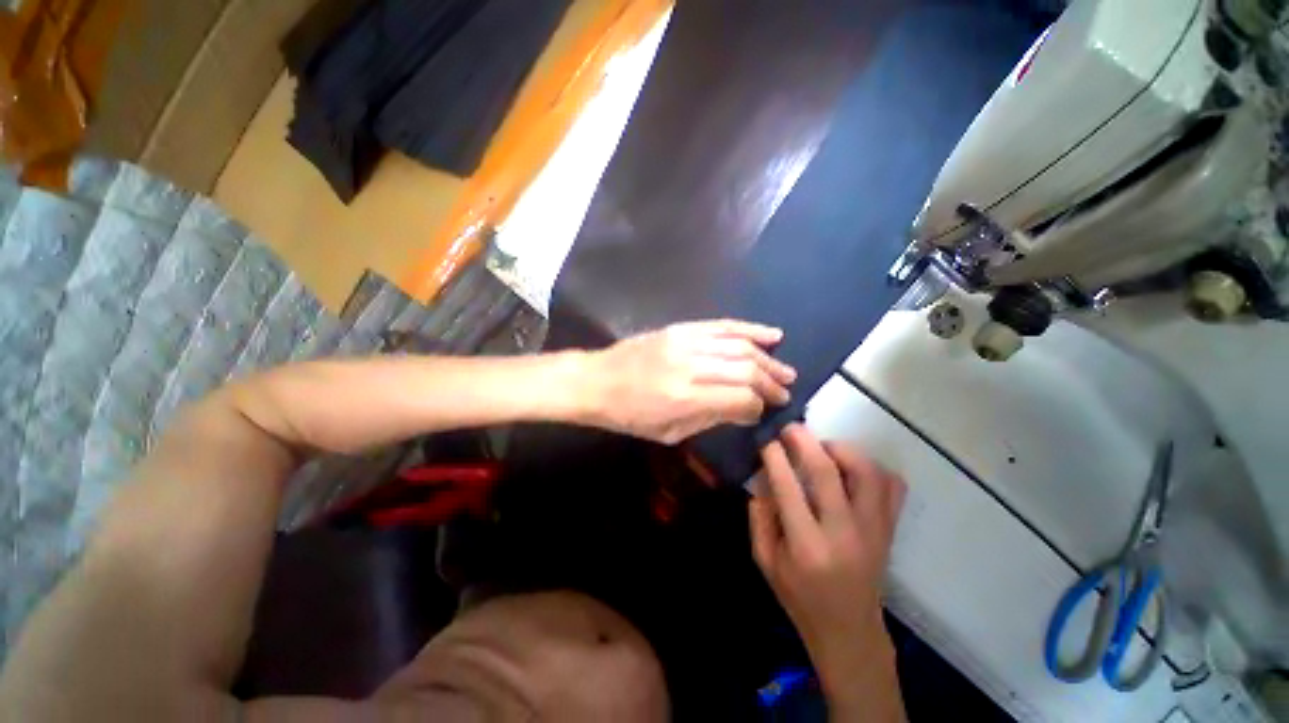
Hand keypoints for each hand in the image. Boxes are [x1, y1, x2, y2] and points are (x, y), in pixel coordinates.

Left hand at [581, 320, 796, 443]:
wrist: (597, 381)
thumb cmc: (629, 415)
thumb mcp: (669, 431)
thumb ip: (711, 419)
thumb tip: (746, 411)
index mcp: (685, 398)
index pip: (740, 399)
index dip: (759, 406)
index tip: (767, 411)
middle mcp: (690, 366)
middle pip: (746, 370)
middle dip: (771, 383)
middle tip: (786, 392)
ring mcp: (685, 342)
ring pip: (739, 345)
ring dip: (767, 358)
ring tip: (785, 371)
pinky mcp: (681, 328)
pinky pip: (722, 325)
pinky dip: (750, 329)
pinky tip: (771, 335)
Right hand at [750, 425, 906, 700]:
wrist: (849, 631)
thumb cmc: (800, 597)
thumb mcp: (764, 561)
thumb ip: (759, 516)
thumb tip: (763, 477)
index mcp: (807, 546)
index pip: (788, 488)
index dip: (775, 457)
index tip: (767, 440)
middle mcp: (844, 533)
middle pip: (827, 472)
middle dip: (804, 441)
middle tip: (790, 428)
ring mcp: (874, 530)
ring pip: (867, 473)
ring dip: (841, 450)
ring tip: (822, 447)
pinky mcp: (889, 530)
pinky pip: (893, 487)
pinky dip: (874, 468)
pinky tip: (851, 469)